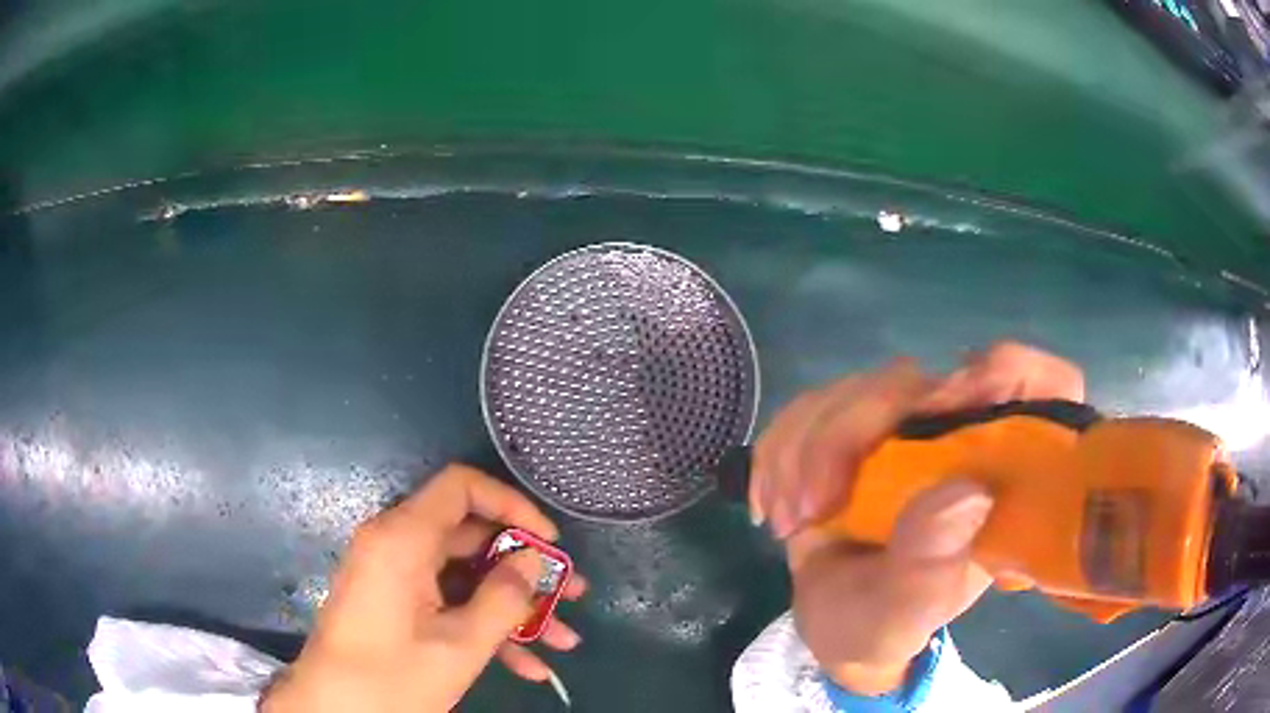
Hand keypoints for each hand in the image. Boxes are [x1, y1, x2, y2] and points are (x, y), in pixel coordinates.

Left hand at [261, 464, 586, 712]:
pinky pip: (447, 603)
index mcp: (403, 539)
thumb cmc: (392, 677)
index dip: (511, 506)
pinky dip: (484, 627)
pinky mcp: (397, 605)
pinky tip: (528, 666)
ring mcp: (396, 578)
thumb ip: (504, 598)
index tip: (549, 543)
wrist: (334, 711)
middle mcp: (397, 546)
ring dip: (514, 608)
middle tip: (571, 595)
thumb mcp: (459, 645)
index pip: (461, 488)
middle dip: (526, 570)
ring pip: (465, 578)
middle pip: (471, 538)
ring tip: (564, 640)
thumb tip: (535, 560)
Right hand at [751, 342, 1082, 693]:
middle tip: (811, 506)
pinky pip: (812, 406)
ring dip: (804, 447)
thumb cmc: (885, 626)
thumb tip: (965, 493)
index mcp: (1000, 477)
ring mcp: (906, 429)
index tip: (950, 404)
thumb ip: (931, 569)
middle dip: (851, 431)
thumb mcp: (906, 615)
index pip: (1043, 386)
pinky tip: (771, 501)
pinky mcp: (855, 432)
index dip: (1010, 372)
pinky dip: (780, 447)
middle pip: (918, 382)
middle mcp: (959, 439)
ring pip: (856, 389)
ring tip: (787, 520)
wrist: (837, 628)